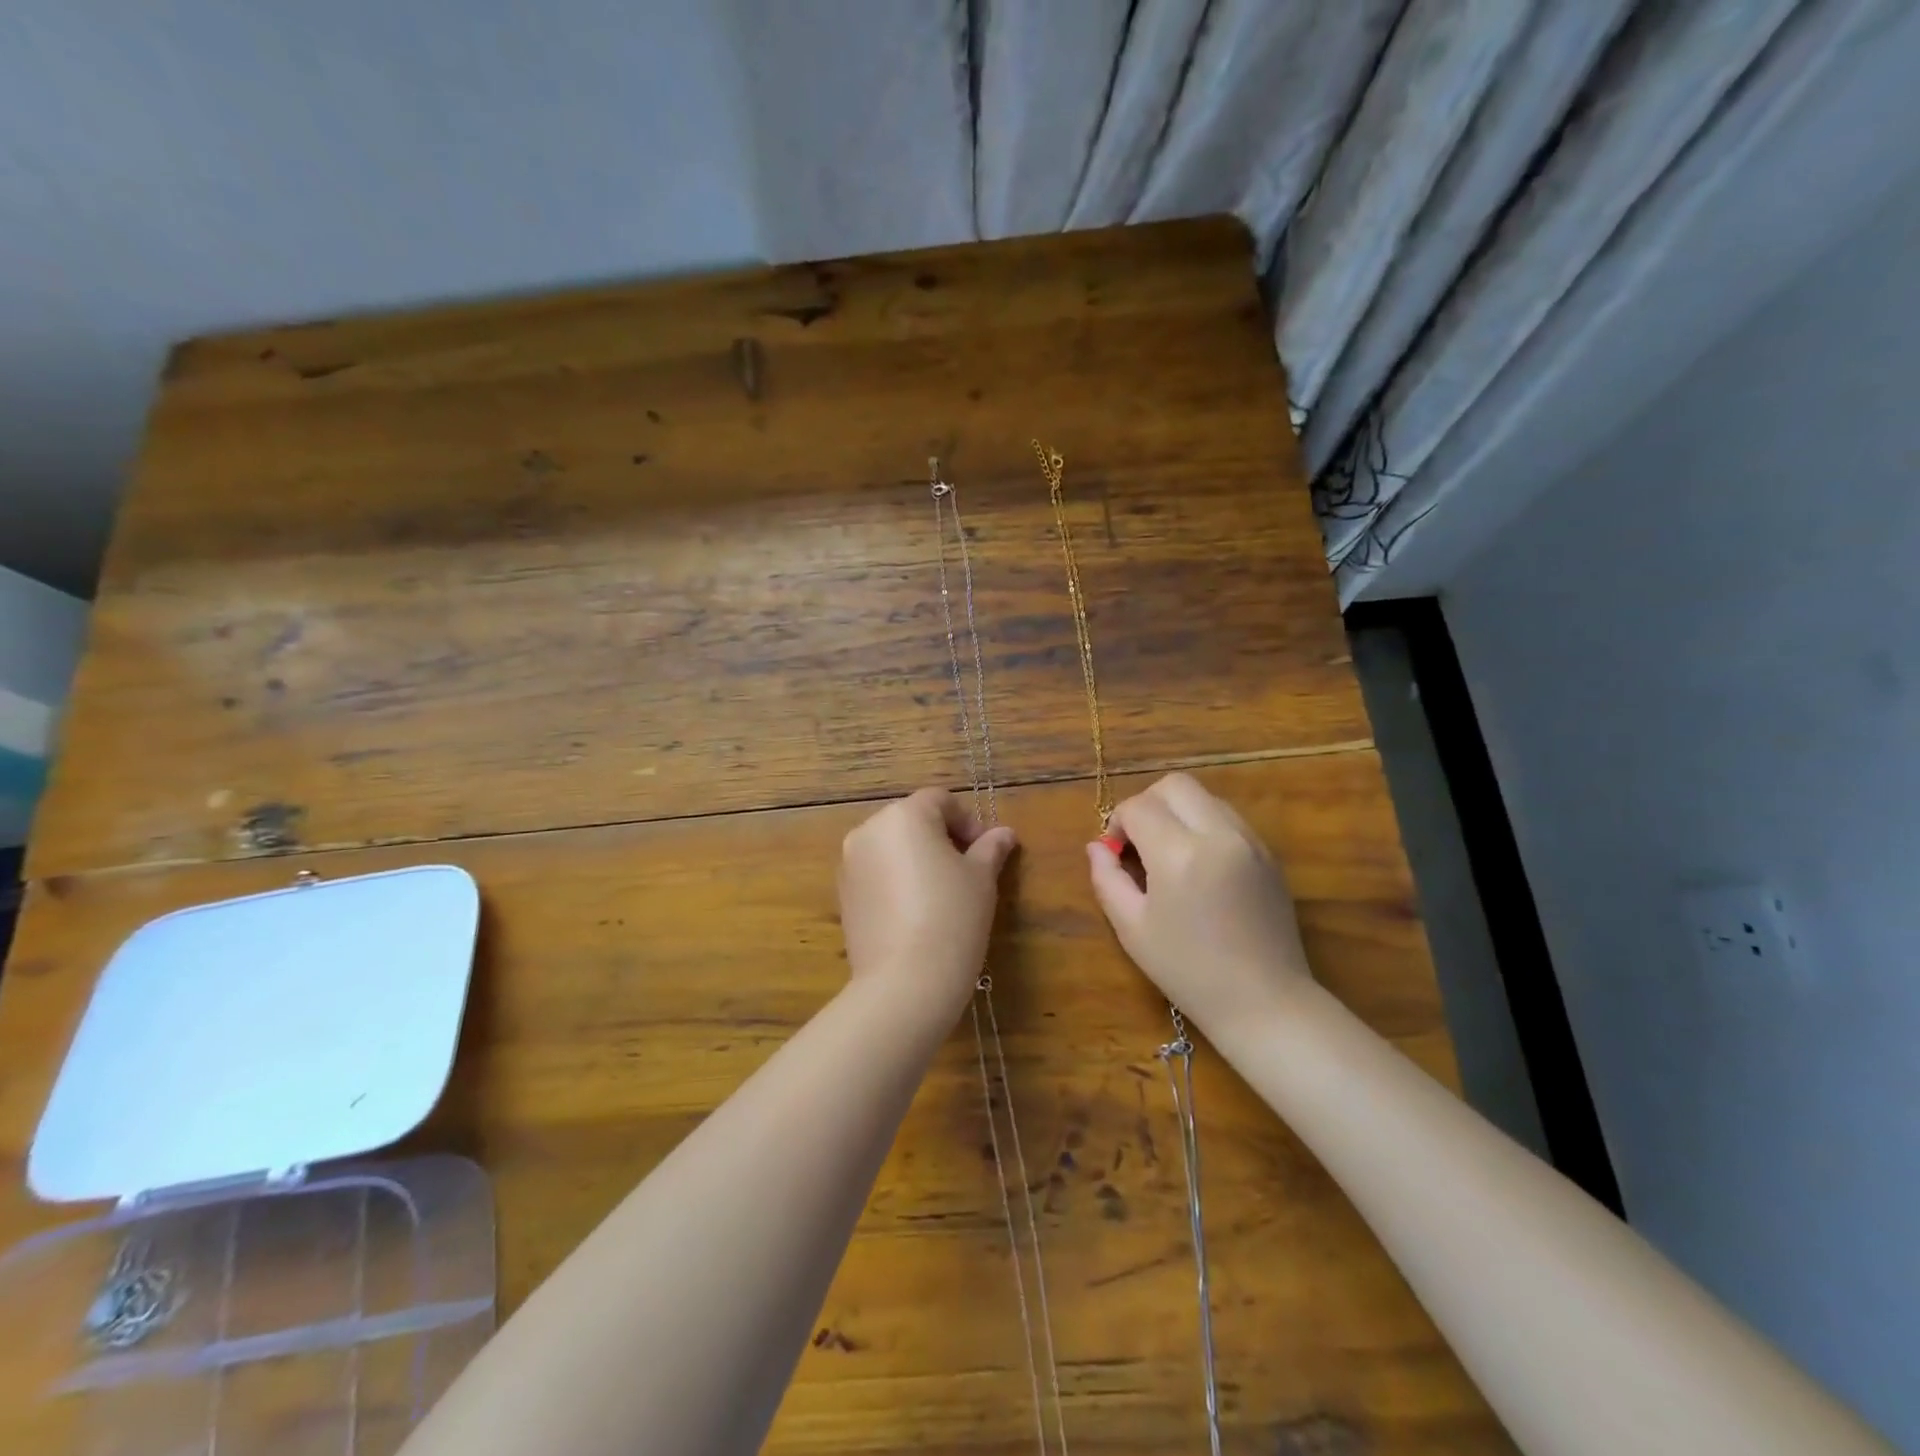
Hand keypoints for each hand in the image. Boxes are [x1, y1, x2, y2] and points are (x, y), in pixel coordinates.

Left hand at [838, 788, 1017, 1018]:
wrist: (905, 981)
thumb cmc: (952, 917)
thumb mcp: (981, 879)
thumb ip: (990, 849)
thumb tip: (1004, 834)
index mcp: (904, 816)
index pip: (939, 800)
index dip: (967, 820)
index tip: (985, 850)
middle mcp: (869, 831)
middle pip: (911, 820)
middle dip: (941, 838)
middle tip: (968, 870)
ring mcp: (850, 864)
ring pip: (891, 848)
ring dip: (916, 859)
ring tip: (943, 894)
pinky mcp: (843, 896)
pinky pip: (875, 874)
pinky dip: (896, 881)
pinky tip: (916, 913)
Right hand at [1086, 772, 1310, 1029]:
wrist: (1264, 1002)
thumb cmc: (1188, 971)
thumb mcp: (1132, 929)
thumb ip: (1107, 879)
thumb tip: (1096, 847)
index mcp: (1180, 854)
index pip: (1139, 807)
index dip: (1118, 824)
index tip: (1116, 854)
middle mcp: (1219, 834)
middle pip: (1174, 785)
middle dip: (1147, 804)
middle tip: (1139, 844)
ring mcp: (1250, 841)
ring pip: (1204, 797)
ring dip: (1178, 812)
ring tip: (1169, 855)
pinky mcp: (1268, 854)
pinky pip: (1228, 818)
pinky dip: (1204, 826)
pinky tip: (1199, 866)